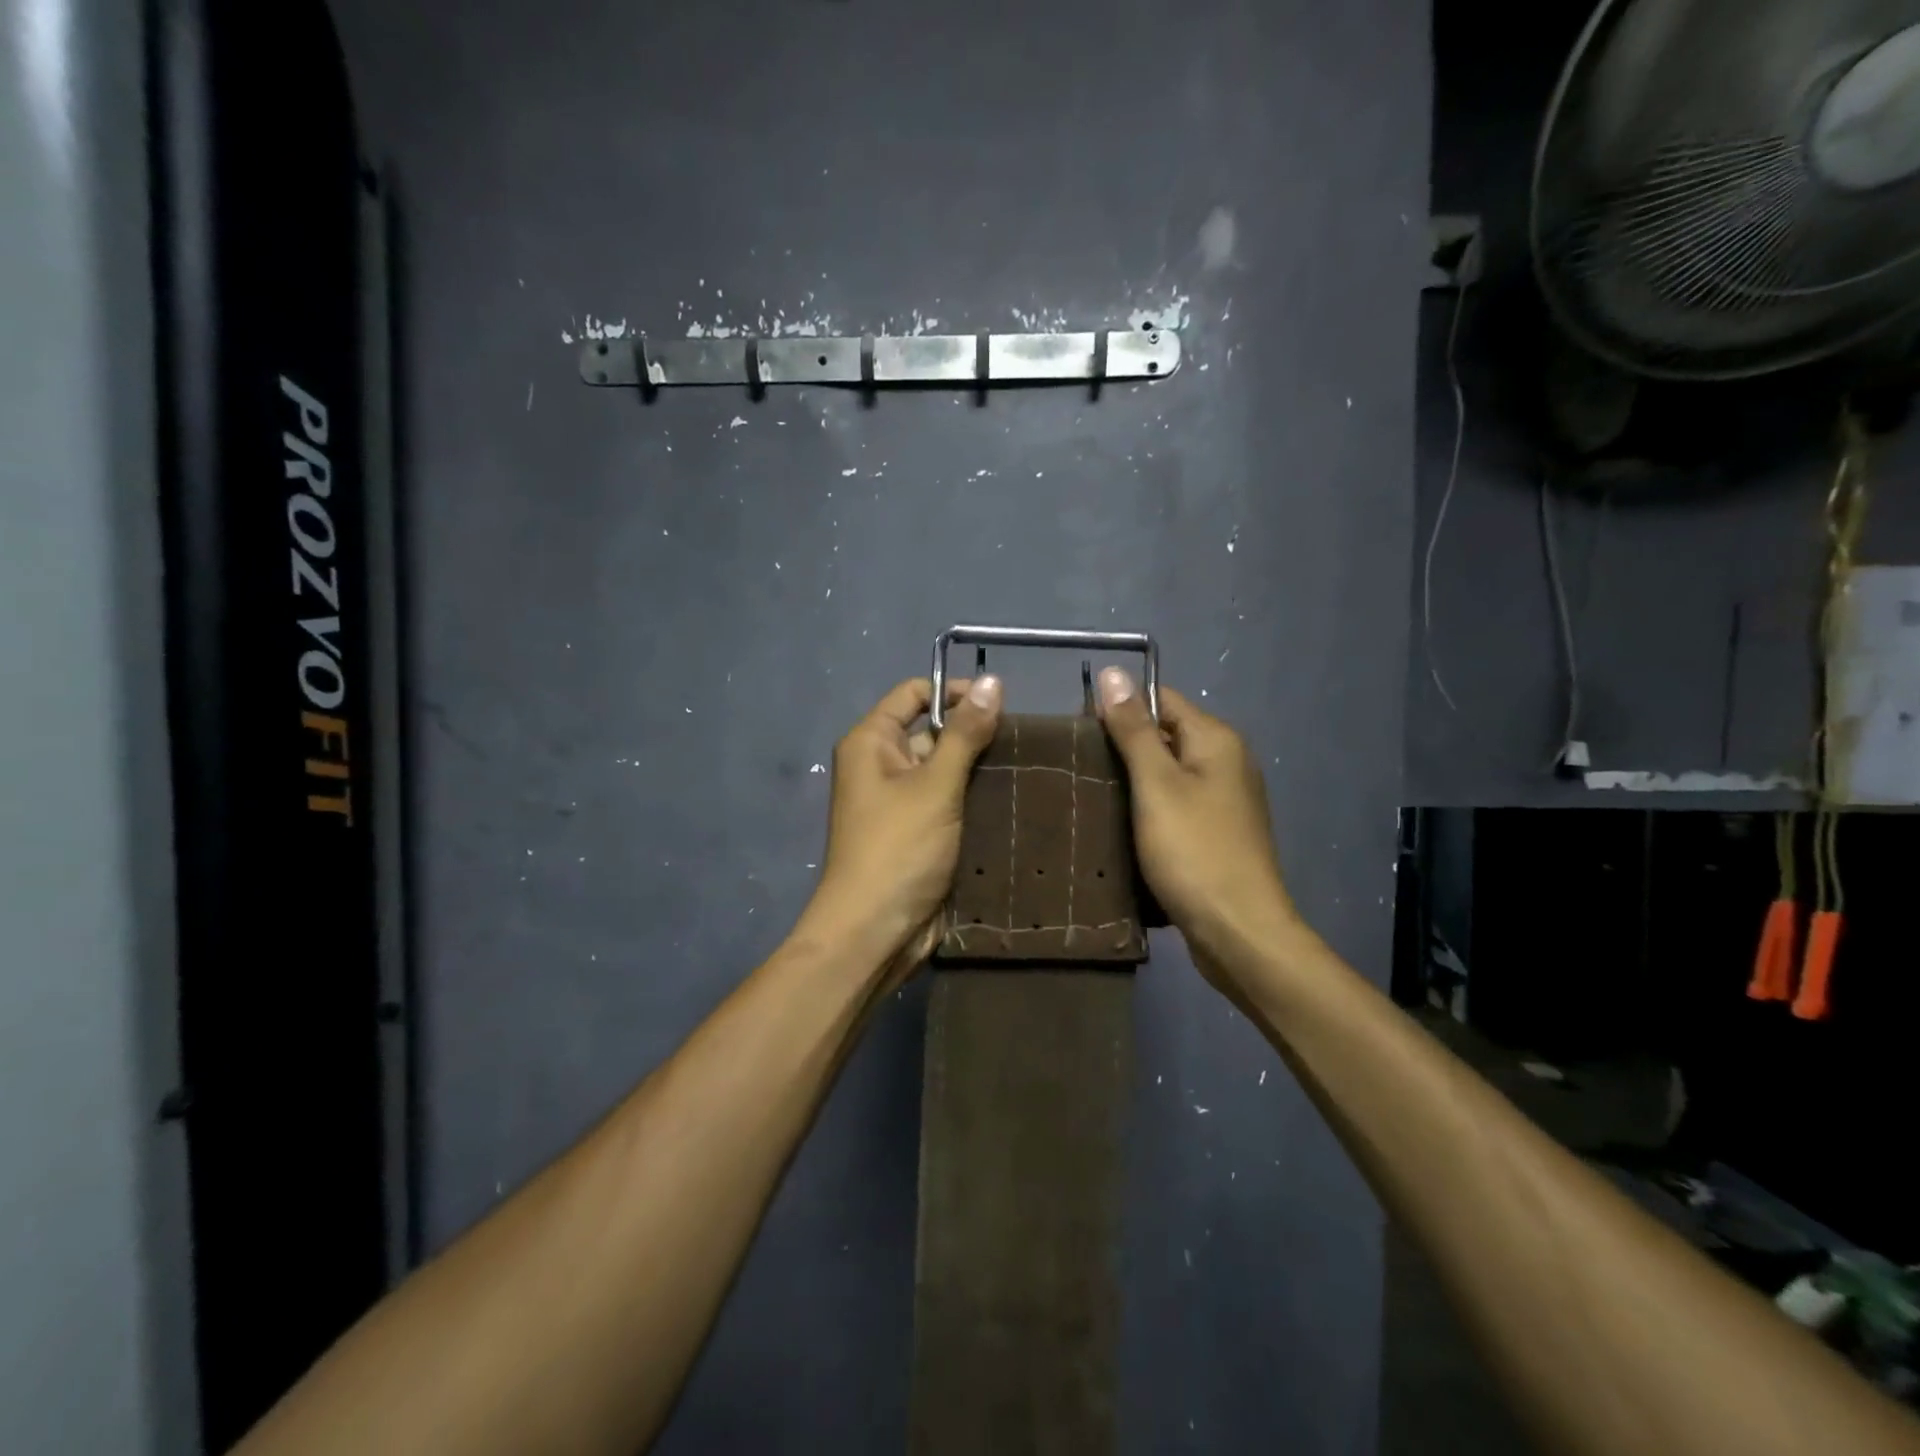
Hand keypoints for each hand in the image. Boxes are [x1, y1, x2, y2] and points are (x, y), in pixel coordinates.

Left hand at [806, 675, 1003, 967]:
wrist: (876, 932)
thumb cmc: (898, 849)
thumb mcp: (934, 785)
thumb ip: (965, 734)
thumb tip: (992, 682)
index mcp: (871, 742)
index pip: (914, 693)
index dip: (954, 692)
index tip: (1000, 704)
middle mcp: (882, 765)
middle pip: (933, 731)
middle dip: (975, 735)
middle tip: (1026, 742)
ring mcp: (901, 801)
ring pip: (947, 770)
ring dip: (981, 770)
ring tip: (1030, 767)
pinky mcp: (920, 831)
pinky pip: (950, 802)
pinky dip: (976, 799)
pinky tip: (1016, 799)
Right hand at [1094, 668, 1300, 965]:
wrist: (1238, 932)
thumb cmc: (1194, 851)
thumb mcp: (1156, 785)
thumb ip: (1133, 729)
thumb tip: (1114, 673)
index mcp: (1216, 740)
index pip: (1160, 700)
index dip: (1119, 708)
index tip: (1077, 732)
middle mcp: (1226, 762)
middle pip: (1164, 735)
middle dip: (1121, 746)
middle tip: (1076, 767)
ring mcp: (1223, 800)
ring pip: (1166, 774)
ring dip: (1131, 781)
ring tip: (1087, 794)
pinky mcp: (1215, 833)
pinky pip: (1174, 804)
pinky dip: (1147, 808)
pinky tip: (1117, 824)